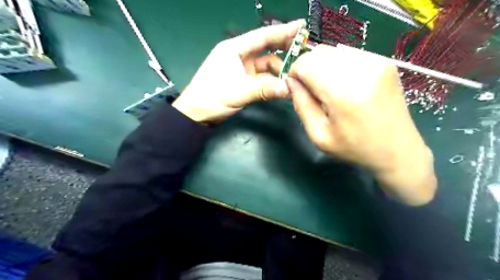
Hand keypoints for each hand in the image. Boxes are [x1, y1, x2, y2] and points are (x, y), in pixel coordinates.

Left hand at [172, 19, 306, 122]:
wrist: (196, 115)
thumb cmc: (211, 98)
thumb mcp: (238, 92)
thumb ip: (264, 89)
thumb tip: (288, 89)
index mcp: (234, 49)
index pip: (262, 36)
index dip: (282, 31)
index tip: (301, 26)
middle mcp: (239, 56)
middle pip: (266, 49)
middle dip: (285, 50)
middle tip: (304, 52)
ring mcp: (242, 70)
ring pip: (266, 66)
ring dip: (279, 72)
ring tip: (295, 78)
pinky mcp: (243, 82)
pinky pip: (262, 79)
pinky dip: (273, 83)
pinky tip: (283, 88)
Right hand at [287, 44, 436, 205]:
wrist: (398, 150)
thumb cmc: (355, 148)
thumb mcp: (319, 135)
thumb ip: (302, 105)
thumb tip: (291, 82)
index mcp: (343, 93)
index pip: (306, 63)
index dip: (294, 73)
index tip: (297, 89)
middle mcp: (361, 70)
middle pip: (319, 53)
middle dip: (308, 69)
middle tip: (313, 91)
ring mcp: (376, 62)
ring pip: (333, 52)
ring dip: (323, 67)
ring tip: (330, 90)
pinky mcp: (384, 62)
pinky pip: (349, 55)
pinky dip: (338, 66)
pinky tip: (345, 86)